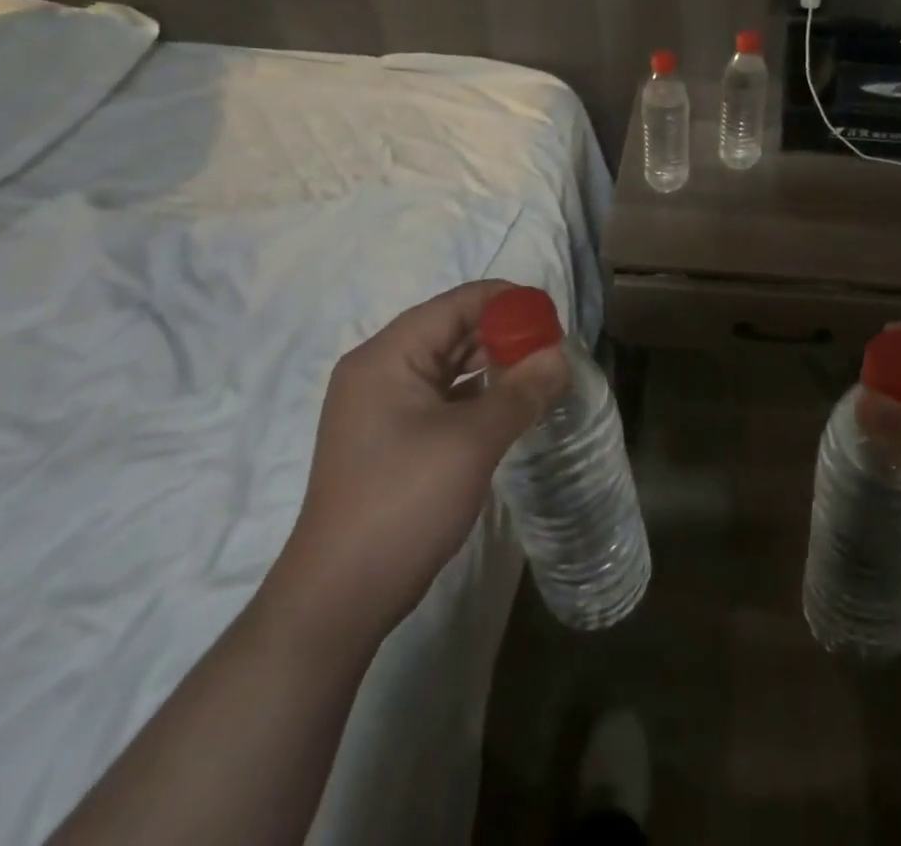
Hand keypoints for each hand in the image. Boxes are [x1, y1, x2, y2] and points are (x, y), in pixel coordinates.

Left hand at [261, 280, 568, 646]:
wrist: (340, 597)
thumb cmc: (404, 502)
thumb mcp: (473, 441)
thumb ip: (521, 391)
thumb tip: (560, 356)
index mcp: (388, 356)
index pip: (456, 304)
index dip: (507, 303)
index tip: (552, 317)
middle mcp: (380, 370)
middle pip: (452, 330)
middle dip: (504, 334)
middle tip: (554, 348)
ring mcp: (382, 406)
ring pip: (448, 365)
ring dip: (494, 365)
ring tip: (541, 372)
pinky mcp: (391, 437)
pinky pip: (442, 397)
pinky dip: (478, 394)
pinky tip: (511, 404)